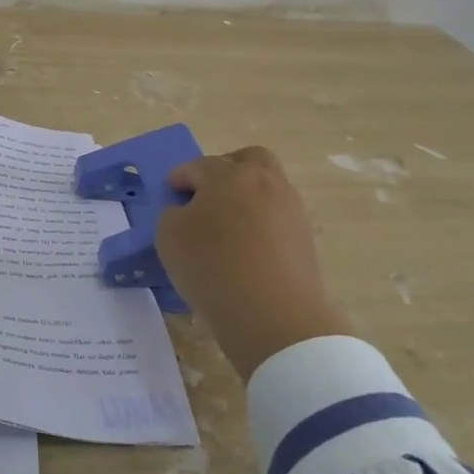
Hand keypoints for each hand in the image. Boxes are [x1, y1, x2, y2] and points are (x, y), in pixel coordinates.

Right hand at [156, 146, 353, 380]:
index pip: (199, 166)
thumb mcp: (169, 235)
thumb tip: (189, 212)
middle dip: (225, 169)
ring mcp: (291, 209)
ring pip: (268, 188)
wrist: (272, 313)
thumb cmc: (212, 265)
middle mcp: (265, 182)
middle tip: (207, 193)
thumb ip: (173, 214)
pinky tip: (244, 247)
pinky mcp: (304, 238)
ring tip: (226, 226)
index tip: (170, 191)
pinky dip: (260, 223)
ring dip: (246, 197)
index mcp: (229, 175)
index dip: (180, 177)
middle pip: (248, 159)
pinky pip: (277, 217)